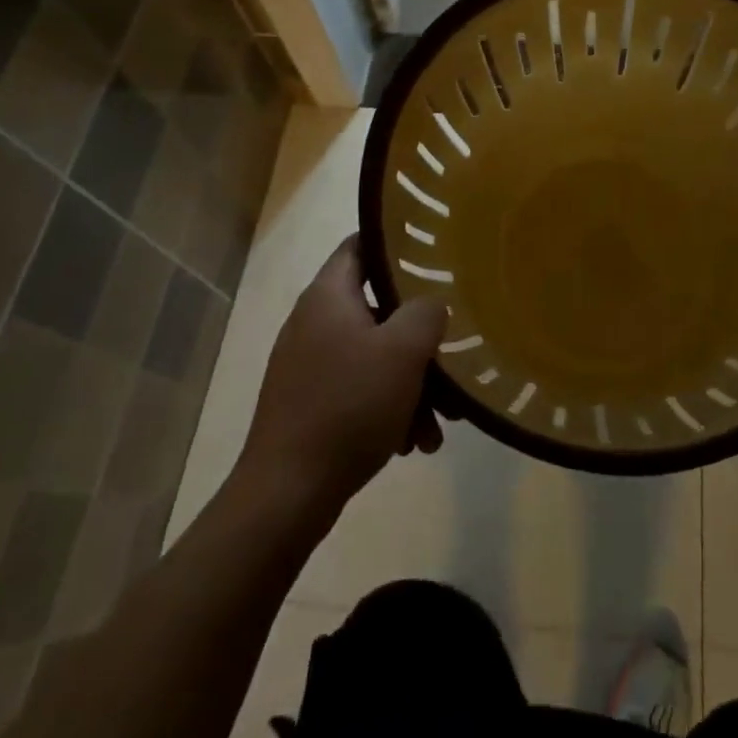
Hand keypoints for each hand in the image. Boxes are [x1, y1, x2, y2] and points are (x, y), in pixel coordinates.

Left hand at [233, 237, 446, 530]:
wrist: (287, 494)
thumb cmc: (348, 405)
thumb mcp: (403, 351)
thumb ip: (426, 312)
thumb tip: (431, 305)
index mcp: (328, 296)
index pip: (360, 244)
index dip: (396, 243)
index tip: (433, 254)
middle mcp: (314, 322)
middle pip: (378, 309)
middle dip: (418, 337)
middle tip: (450, 355)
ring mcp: (308, 364)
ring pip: (374, 357)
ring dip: (410, 384)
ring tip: (438, 425)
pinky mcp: (309, 403)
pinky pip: (358, 390)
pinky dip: (387, 408)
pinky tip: (410, 443)